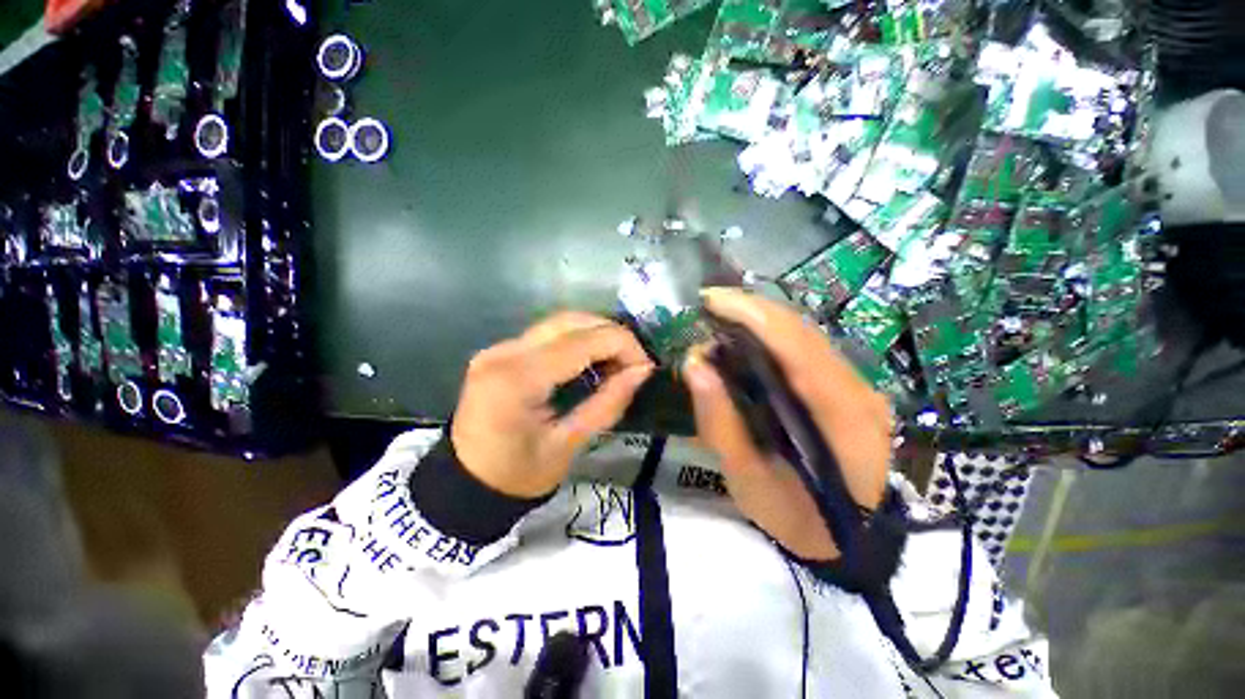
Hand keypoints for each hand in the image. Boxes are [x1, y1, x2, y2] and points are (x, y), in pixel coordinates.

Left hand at [452, 312, 653, 498]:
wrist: (465, 484)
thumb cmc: (517, 476)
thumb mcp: (568, 445)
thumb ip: (607, 404)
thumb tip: (641, 371)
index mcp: (518, 380)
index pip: (582, 342)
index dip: (622, 345)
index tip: (645, 367)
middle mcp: (505, 352)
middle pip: (570, 321)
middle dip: (611, 334)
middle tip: (634, 361)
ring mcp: (499, 348)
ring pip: (559, 322)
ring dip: (595, 334)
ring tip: (617, 360)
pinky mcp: (501, 351)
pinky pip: (547, 334)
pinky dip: (577, 340)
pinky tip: (591, 360)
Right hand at [682, 288, 892, 560]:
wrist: (851, 543)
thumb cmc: (799, 519)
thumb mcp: (748, 482)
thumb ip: (720, 423)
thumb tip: (694, 364)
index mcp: (841, 417)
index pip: (797, 345)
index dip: (752, 314)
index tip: (709, 301)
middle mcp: (859, 389)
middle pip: (802, 330)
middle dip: (750, 309)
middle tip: (707, 305)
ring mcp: (859, 385)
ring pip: (806, 334)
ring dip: (760, 319)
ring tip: (720, 318)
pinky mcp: (849, 387)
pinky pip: (807, 348)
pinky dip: (772, 335)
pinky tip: (746, 339)